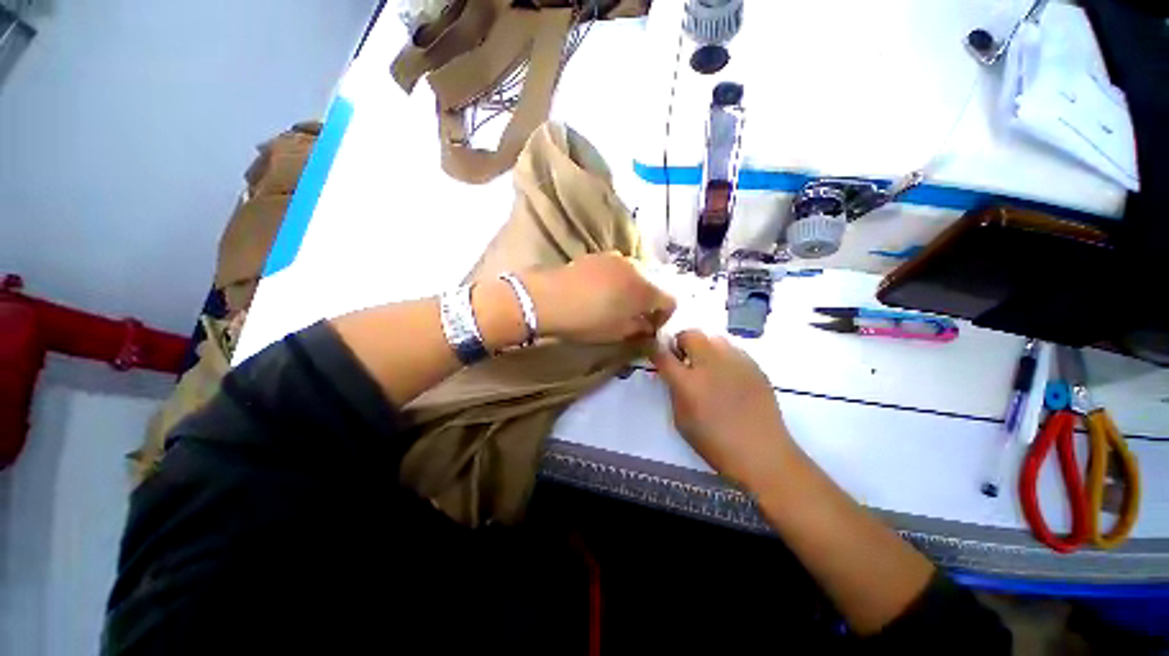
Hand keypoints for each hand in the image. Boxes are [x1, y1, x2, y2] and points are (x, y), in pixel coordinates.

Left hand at [525, 253, 675, 343]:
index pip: (669, 301)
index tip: (651, 327)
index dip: (663, 316)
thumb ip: (640, 329)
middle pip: (652, 285)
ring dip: (630, 290)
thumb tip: (648, 326)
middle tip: (633, 317)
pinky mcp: (597, 255)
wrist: (550, 298)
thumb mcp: (618, 332)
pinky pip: (615, 268)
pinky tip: (598, 291)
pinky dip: (615, 280)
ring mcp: (615, 258)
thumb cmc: (589, 320)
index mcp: (646, 290)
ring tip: (614, 303)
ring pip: (633, 275)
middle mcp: (636, 268)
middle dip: (647, 302)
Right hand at [651, 331, 797, 492]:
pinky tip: (728, 376)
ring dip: (704, 347)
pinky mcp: (754, 365)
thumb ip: (674, 392)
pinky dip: (723, 356)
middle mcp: (710, 364)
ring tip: (707, 366)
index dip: (655, 350)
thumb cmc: (715, 443)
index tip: (655, 353)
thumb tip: (674, 375)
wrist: (762, 453)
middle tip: (683, 359)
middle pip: (690, 334)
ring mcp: (735, 362)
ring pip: (713, 338)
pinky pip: (733, 349)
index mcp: (688, 382)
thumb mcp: (681, 420)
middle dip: (681, 342)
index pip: (663, 354)